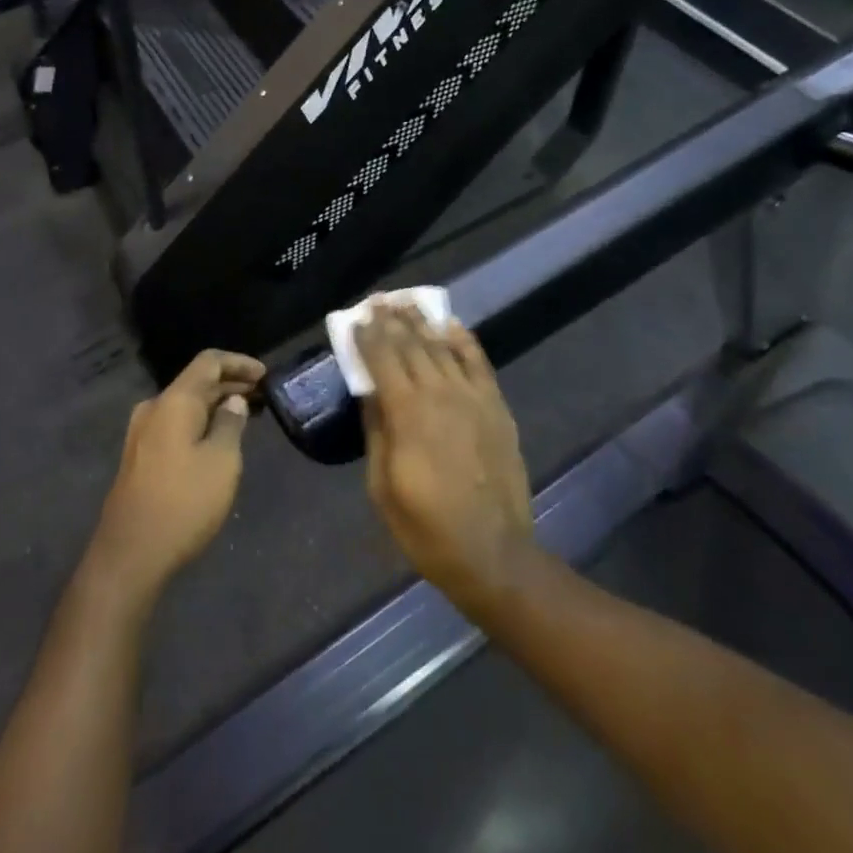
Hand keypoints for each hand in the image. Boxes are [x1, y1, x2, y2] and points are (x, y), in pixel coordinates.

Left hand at [88, 350, 264, 602]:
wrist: (130, 555)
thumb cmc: (183, 502)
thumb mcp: (222, 461)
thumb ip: (231, 424)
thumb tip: (232, 401)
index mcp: (174, 401)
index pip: (209, 362)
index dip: (239, 362)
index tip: (265, 375)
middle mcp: (154, 409)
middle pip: (196, 382)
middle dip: (230, 384)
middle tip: (263, 396)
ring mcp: (142, 434)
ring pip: (186, 405)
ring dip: (216, 405)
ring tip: (247, 416)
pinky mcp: (140, 457)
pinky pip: (176, 425)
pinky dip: (201, 423)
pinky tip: (218, 439)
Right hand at [358, 305, 533, 614]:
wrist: (494, 553)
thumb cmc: (427, 527)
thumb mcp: (383, 486)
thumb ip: (376, 431)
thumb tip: (369, 391)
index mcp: (407, 413)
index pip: (382, 358)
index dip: (367, 335)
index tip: (357, 317)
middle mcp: (439, 393)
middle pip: (411, 344)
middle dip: (392, 320)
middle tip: (378, 300)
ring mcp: (472, 396)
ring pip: (442, 346)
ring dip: (422, 322)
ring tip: (406, 302)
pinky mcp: (496, 406)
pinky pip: (478, 362)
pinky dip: (463, 340)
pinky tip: (451, 325)